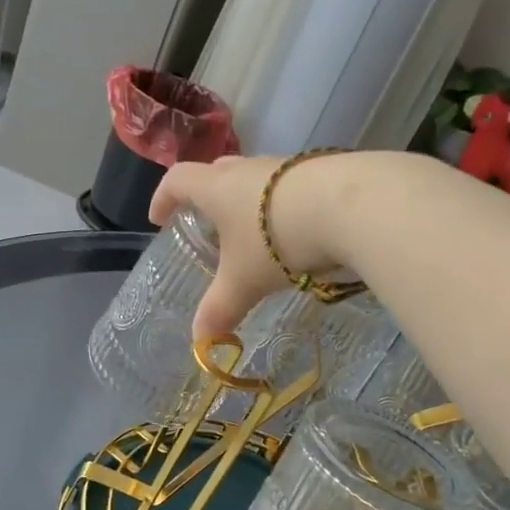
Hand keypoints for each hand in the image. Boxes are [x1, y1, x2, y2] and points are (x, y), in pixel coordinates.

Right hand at [150, 154, 351, 336]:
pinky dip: (283, 205)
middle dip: (206, 195)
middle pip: (217, 172)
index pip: (177, 180)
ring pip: (257, 178)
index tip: (158, 218)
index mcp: (217, 187)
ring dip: (248, 201)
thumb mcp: (245, 281)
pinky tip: (297, 230)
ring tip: (254, 232)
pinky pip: (290, 185)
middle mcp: (249, 169)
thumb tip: (199, 342)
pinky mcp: (321, 171)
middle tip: (207, 222)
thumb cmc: (279, 239)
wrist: (352, 205)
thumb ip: (220, 309)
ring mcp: (287, 166)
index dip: (163, 197)